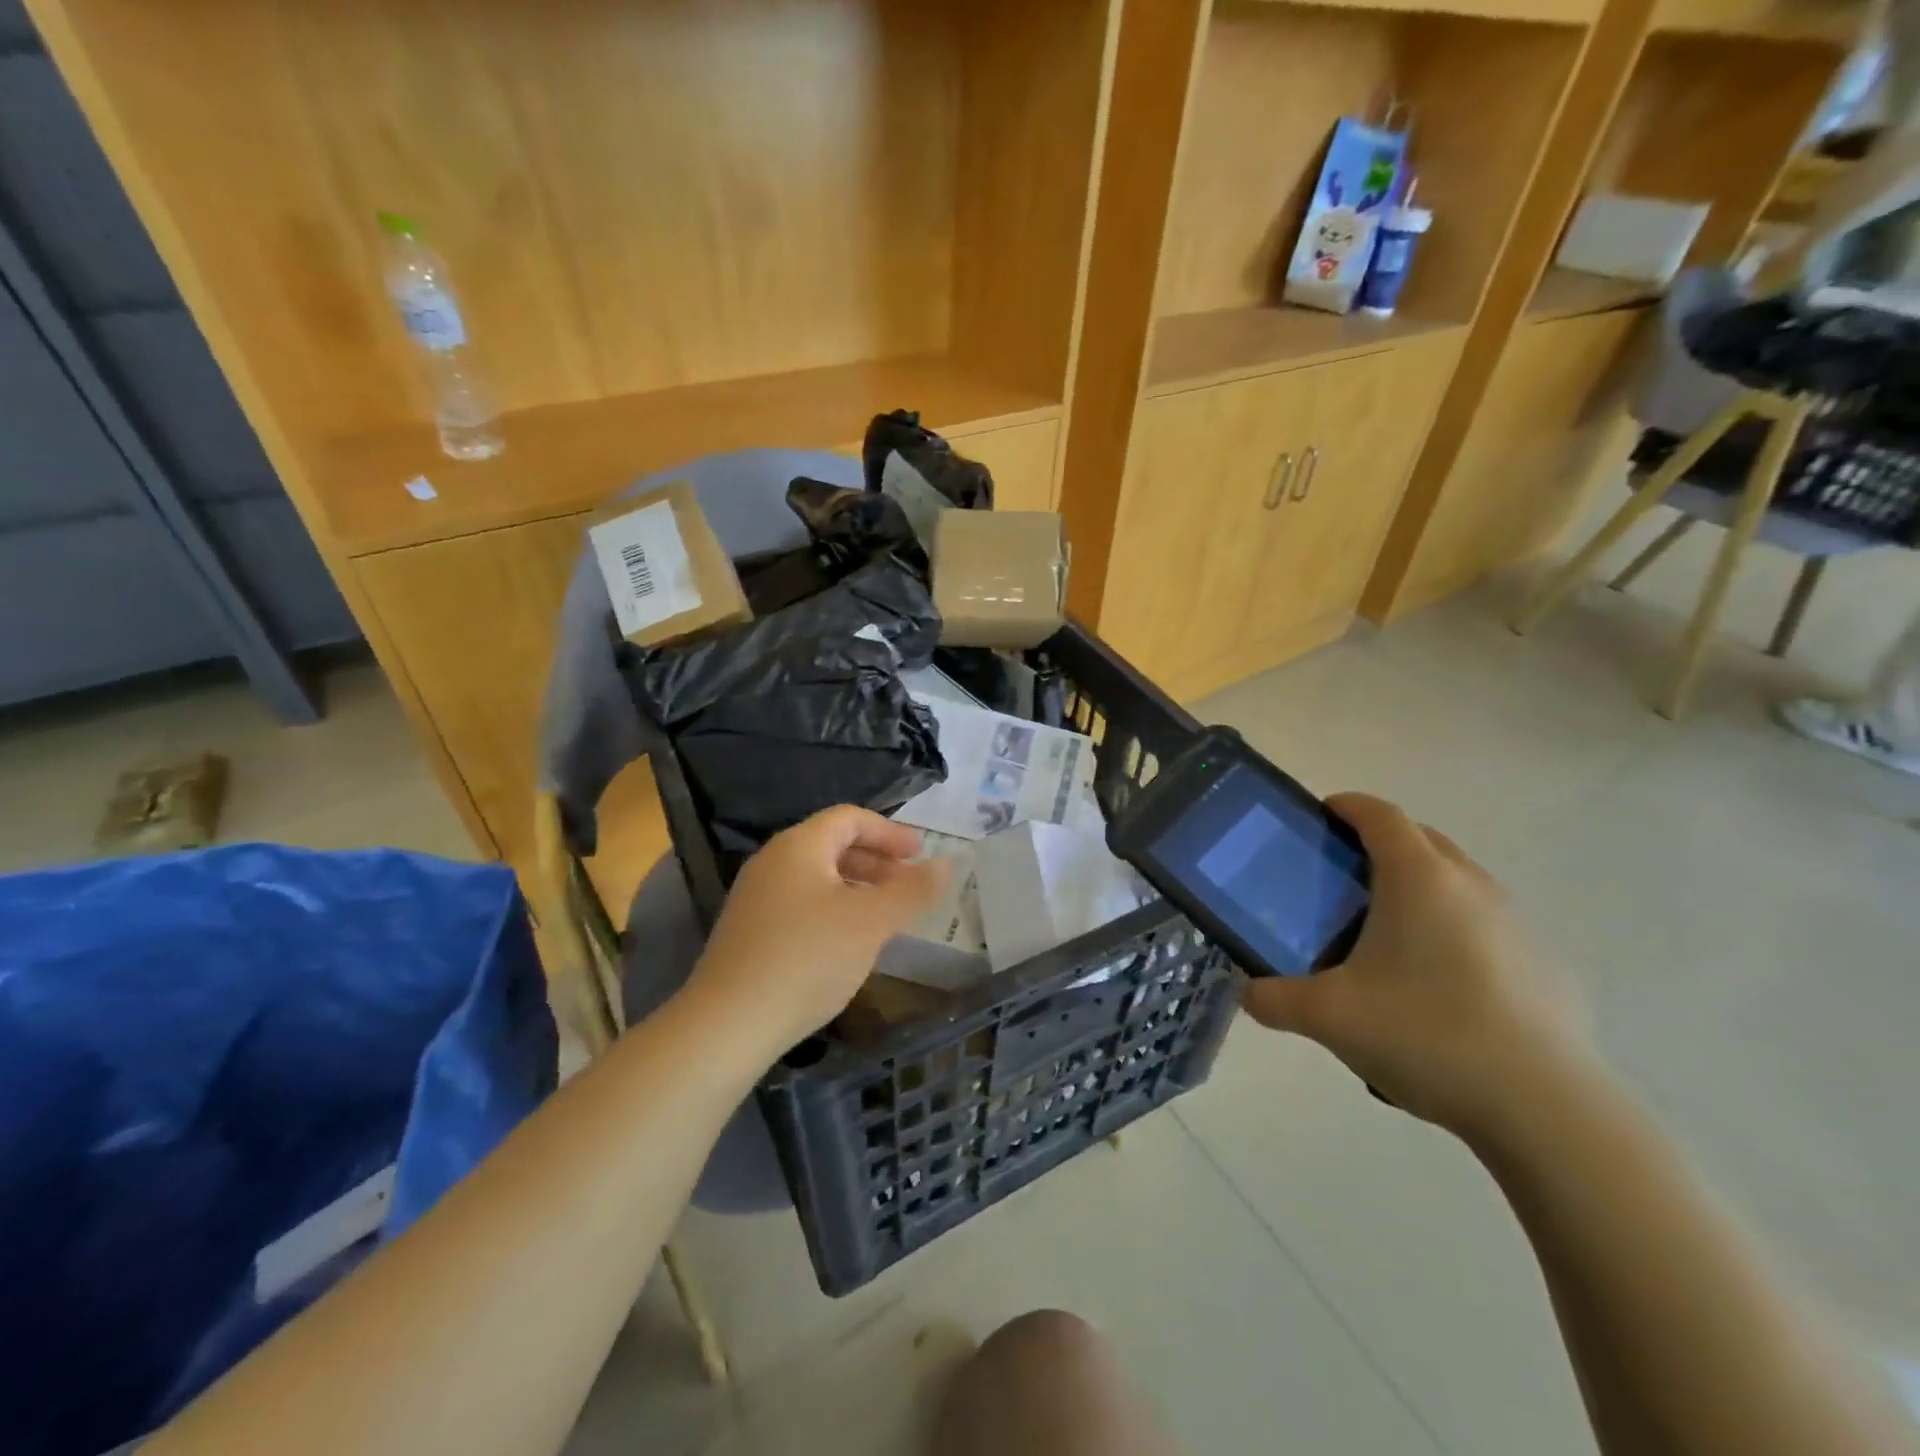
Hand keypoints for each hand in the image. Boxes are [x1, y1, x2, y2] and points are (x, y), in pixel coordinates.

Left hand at [685, 806, 949, 1056]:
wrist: (728, 1024)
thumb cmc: (808, 958)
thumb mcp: (871, 922)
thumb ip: (912, 890)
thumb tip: (947, 864)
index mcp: (799, 846)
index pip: (850, 818)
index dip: (889, 832)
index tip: (920, 854)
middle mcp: (773, 862)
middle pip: (832, 844)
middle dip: (876, 861)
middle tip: (908, 885)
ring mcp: (756, 897)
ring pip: (817, 877)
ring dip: (857, 888)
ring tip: (885, 916)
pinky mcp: (749, 931)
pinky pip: (801, 903)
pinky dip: (833, 909)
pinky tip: (848, 944)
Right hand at [1242, 793, 1595, 1140]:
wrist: (1546, 1109)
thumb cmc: (1426, 1035)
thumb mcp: (1328, 1018)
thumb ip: (1273, 999)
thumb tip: (1246, 994)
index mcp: (1419, 879)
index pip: (1380, 814)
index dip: (1347, 806)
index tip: (1319, 817)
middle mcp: (1471, 885)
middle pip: (1421, 838)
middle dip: (1380, 842)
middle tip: (1342, 877)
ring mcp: (1516, 922)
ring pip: (1458, 880)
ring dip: (1420, 885)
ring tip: (1386, 933)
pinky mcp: (1545, 963)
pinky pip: (1486, 922)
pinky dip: (1454, 927)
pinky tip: (1438, 984)